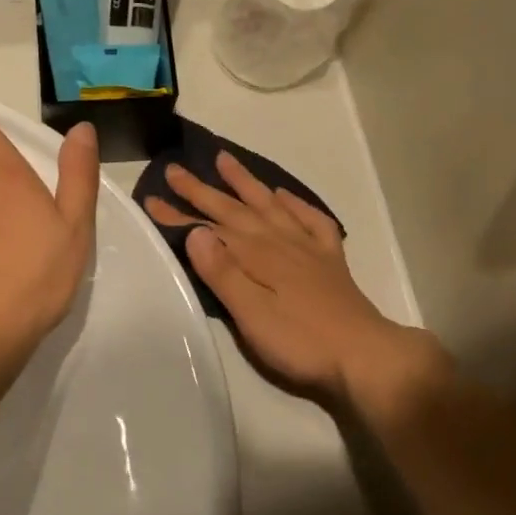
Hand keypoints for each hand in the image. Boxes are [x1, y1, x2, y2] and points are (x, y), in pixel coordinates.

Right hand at [143, 152, 444, 412]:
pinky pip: (311, 220)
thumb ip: (223, 272)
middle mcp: (279, 241)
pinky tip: (284, 195)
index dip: (178, 214)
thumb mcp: (252, 314)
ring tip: (225, 160)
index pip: (209, 228)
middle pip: (235, 210)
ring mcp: (307, 247)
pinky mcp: (330, 260)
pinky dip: (296, 204)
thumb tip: (196, 231)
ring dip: (246, 183)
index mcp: (256, 256)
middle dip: (203, 190)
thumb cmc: (300, 342)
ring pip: (270, 205)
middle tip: (175, 169)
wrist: (364, 354)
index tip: (152, 196)